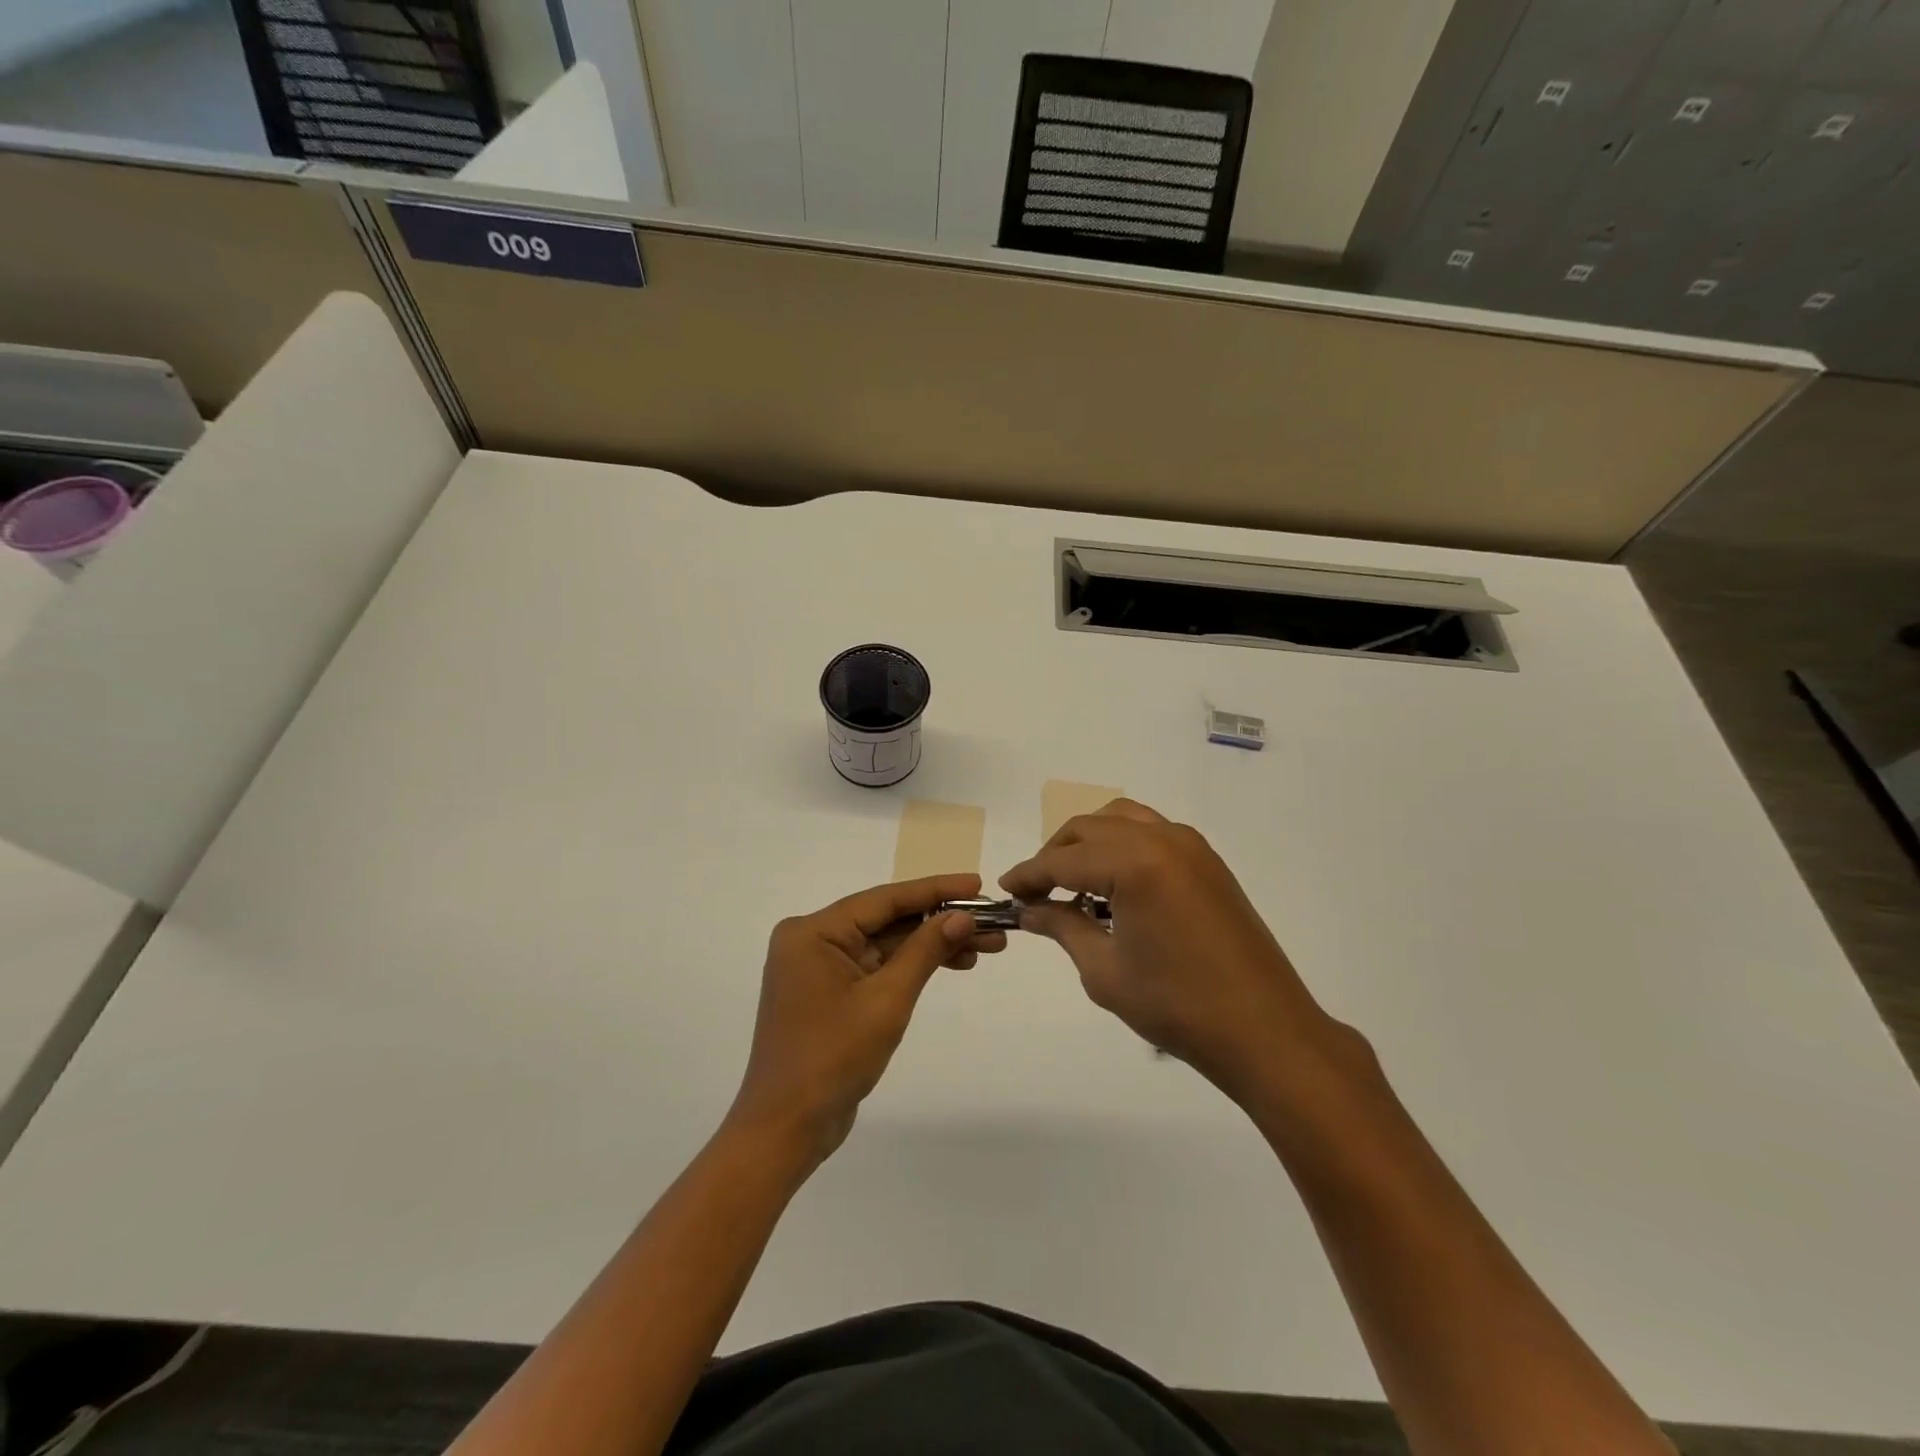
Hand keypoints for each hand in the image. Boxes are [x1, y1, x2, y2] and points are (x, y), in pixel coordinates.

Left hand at [728, 874, 1005, 1166]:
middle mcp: (813, 940)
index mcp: (813, 931)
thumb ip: (925, 951)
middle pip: (888, 920)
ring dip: (933, 944)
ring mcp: (820, 966)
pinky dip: (913, 966)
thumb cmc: (832, 1058)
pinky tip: (954, 962)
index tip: (976, 883)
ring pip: (887, 943)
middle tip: (992, 922)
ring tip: (987, 945)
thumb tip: (961, 915)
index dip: (935, 890)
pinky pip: (878, 966)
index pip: (885, 899)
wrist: (786, 1129)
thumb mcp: (887, 1000)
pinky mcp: (830, 991)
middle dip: (940, 921)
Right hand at [1000, 800, 1339, 1102]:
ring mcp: (1191, 846)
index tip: (1006, 891)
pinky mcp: (1208, 861)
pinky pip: (1151, 832)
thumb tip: (1030, 910)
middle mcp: (1162, 839)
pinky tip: (1115, 885)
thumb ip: (1062, 927)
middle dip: (1055, 855)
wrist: (1264, 1030)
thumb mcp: (1105, 970)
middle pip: (1089, 829)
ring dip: (1089, 842)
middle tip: (1036, 892)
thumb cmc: (1177, 1006)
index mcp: (1135, 863)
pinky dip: (1122, 845)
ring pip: (1121, 820)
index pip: (1063, 860)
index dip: (1029, 875)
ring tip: (1073, 882)